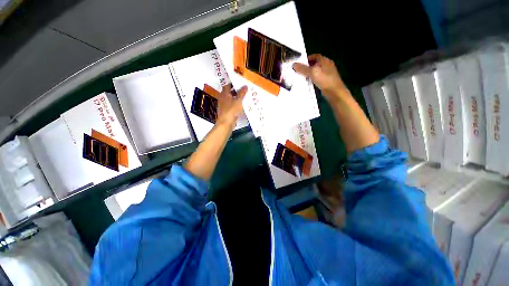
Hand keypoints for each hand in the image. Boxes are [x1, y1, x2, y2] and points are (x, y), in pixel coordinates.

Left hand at [216, 84, 247, 125]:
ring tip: (244, 98)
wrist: (225, 123)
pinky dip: (235, 104)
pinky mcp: (225, 111)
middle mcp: (222, 98)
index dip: (234, 84)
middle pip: (229, 92)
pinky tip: (241, 106)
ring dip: (236, 98)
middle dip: (236, 91)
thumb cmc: (231, 110)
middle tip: (244, 91)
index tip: (240, 84)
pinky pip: (231, 105)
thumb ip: (242, 93)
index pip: (228, 85)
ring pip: (230, 99)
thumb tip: (245, 86)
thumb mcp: (238, 101)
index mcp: (224, 94)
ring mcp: (223, 105)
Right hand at [293, 54, 347, 100]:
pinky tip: (308, 83)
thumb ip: (303, 69)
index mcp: (325, 61)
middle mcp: (327, 66)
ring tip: (302, 76)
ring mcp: (327, 74)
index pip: (315, 56)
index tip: (300, 62)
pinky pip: (317, 78)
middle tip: (299, 70)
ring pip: (316, 71)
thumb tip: (294, 65)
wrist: (334, 92)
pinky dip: (312, 79)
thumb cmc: (325, 80)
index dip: (307, 58)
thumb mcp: (313, 72)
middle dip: (307, 66)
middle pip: (315, 64)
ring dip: (310, 73)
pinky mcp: (326, 81)